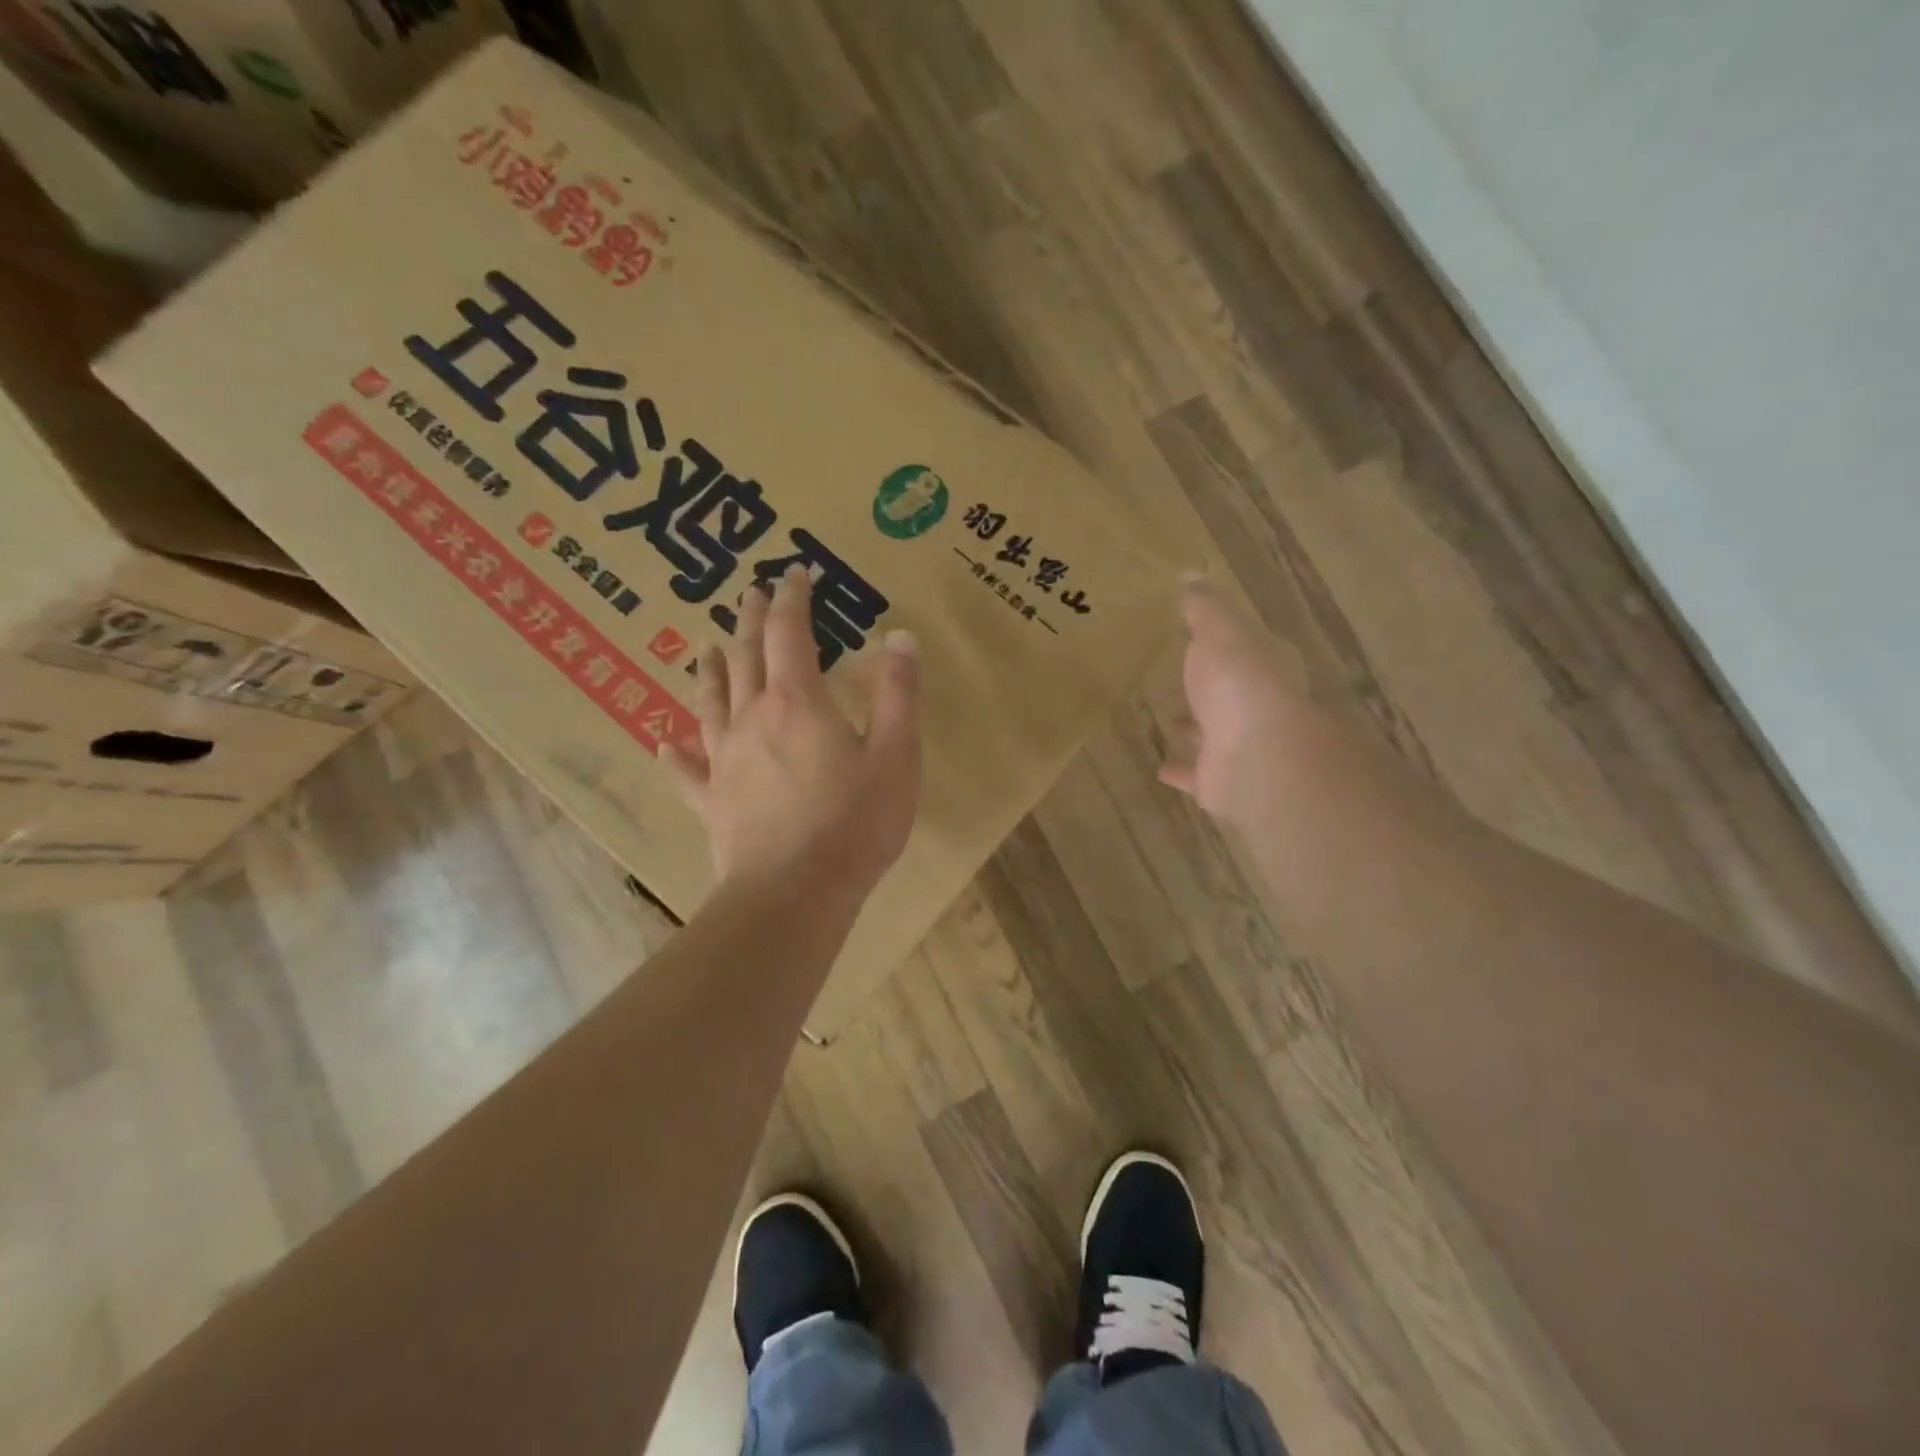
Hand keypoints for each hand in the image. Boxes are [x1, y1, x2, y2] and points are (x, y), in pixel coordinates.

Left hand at [664, 566, 921, 905]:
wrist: (794, 894)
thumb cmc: (854, 823)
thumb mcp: (896, 755)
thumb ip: (898, 693)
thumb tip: (900, 635)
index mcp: (798, 702)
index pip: (789, 633)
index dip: (792, 599)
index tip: (794, 573)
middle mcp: (752, 719)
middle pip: (744, 657)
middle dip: (749, 621)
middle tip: (749, 592)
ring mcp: (725, 761)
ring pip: (710, 702)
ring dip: (708, 670)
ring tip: (703, 646)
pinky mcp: (712, 801)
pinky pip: (687, 772)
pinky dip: (676, 755)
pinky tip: (664, 744)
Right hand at [1158, 577, 1309, 825]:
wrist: (1256, 756)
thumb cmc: (1239, 682)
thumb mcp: (1218, 631)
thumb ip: (1203, 607)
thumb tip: (1190, 575)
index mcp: (1266, 664)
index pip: (1249, 648)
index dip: (1227, 642)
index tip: (1197, 638)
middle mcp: (1260, 705)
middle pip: (1231, 692)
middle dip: (1208, 687)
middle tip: (1178, 680)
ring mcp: (1243, 746)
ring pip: (1215, 733)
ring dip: (1195, 727)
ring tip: (1167, 719)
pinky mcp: (1223, 780)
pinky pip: (1197, 773)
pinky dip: (1181, 770)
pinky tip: (1160, 768)